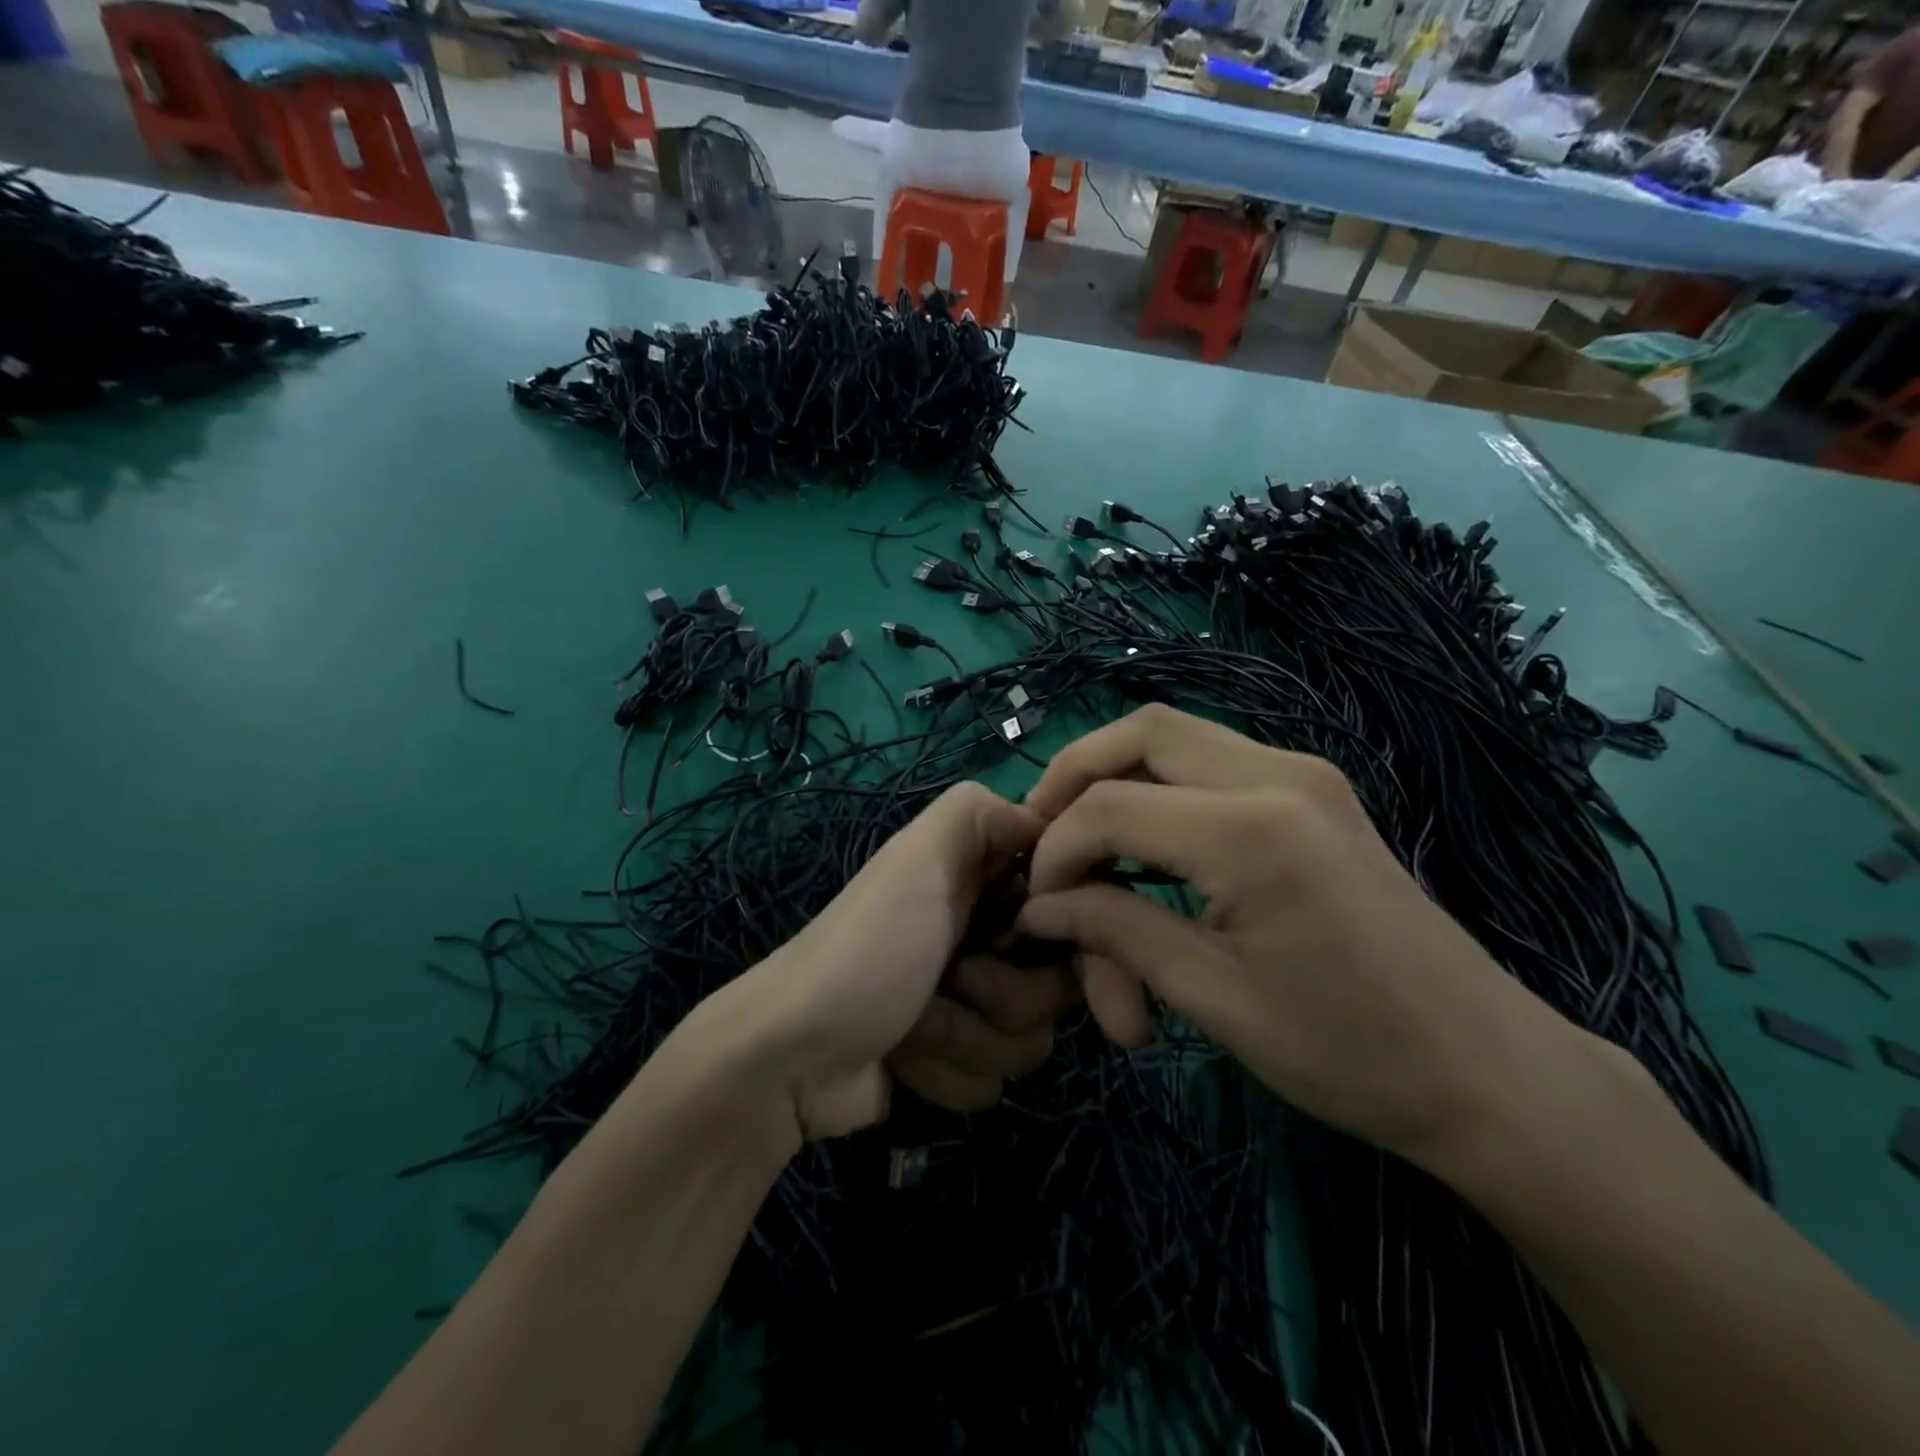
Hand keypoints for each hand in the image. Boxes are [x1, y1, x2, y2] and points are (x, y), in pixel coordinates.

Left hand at [716, 783, 1078, 1141]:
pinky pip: (994, 1081)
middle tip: (952, 981)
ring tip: (913, 1026)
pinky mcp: (956, 1061)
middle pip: (1060, 984)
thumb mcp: (919, 860)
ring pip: (1031, 1040)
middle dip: (1005, 995)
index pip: (1071, 904)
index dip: (1058, 928)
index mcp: (981, 883)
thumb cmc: (868, 950)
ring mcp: (972, 1005)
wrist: (793, 1056)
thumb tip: (1046, 819)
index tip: (1019, 934)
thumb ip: (981, 815)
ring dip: (967, 1039)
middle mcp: (985, 939)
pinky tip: (901, 1059)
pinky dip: (945, 1074)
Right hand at [1015, 705, 1584, 1165]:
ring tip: (1091, 854)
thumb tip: (1039, 907)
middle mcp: (1278, 774)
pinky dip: (1162, 795)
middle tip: (1044, 840)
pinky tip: (1149, 857)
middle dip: (1074, 778)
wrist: (1490, 1071)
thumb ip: (1116, 933)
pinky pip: (1211, 764)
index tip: (1039, 910)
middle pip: (1140, 732)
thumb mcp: (1214, 999)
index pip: (1109, 807)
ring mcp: (1304, 774)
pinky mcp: (1315, 792)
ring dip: (1117, 783)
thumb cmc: (1350, 1053)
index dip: (1056, 853)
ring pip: (1174, 738)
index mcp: (1252, 831)